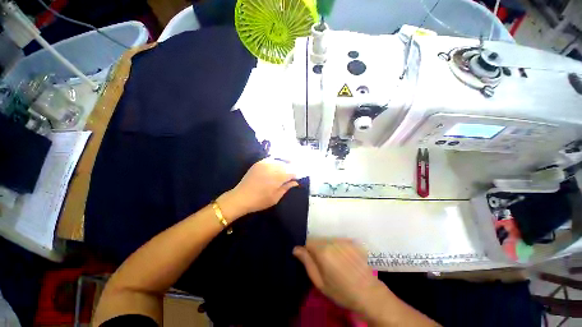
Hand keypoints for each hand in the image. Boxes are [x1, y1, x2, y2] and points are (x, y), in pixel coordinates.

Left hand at [217, 158, 297, 220]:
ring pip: (280, 160)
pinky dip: (277, 162)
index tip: (300, 176)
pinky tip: (279, 165)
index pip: (293, 171)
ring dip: (286, 163)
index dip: (298, 173)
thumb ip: (287, 187)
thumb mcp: (276, 197)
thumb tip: (296, 182)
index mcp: (278, 177)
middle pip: (287, 164)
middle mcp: (272, 167)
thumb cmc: (259, 201)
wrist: (240, 197)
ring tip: (289, 167)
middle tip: (295, 172)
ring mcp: (265, 163)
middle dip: (293, 167)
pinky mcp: (259, 162)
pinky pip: (272, 159)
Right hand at [293, 238, 388, 315]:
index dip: (306, 250)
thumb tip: (296, 249)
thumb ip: (307, 262)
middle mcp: (332, 241)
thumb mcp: (319, 282)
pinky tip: (342, 259)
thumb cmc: (341, 291)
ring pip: (327, 239)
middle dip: (316, 248)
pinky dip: (336, 247)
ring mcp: (343, 240)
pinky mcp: (351, 241)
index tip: (309, 260)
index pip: (307, 241)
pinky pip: (337, 240)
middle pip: (317, 239)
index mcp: (322, 250)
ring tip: (333, 261)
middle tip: (321, 263)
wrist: (368, 293)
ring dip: (326, 247)